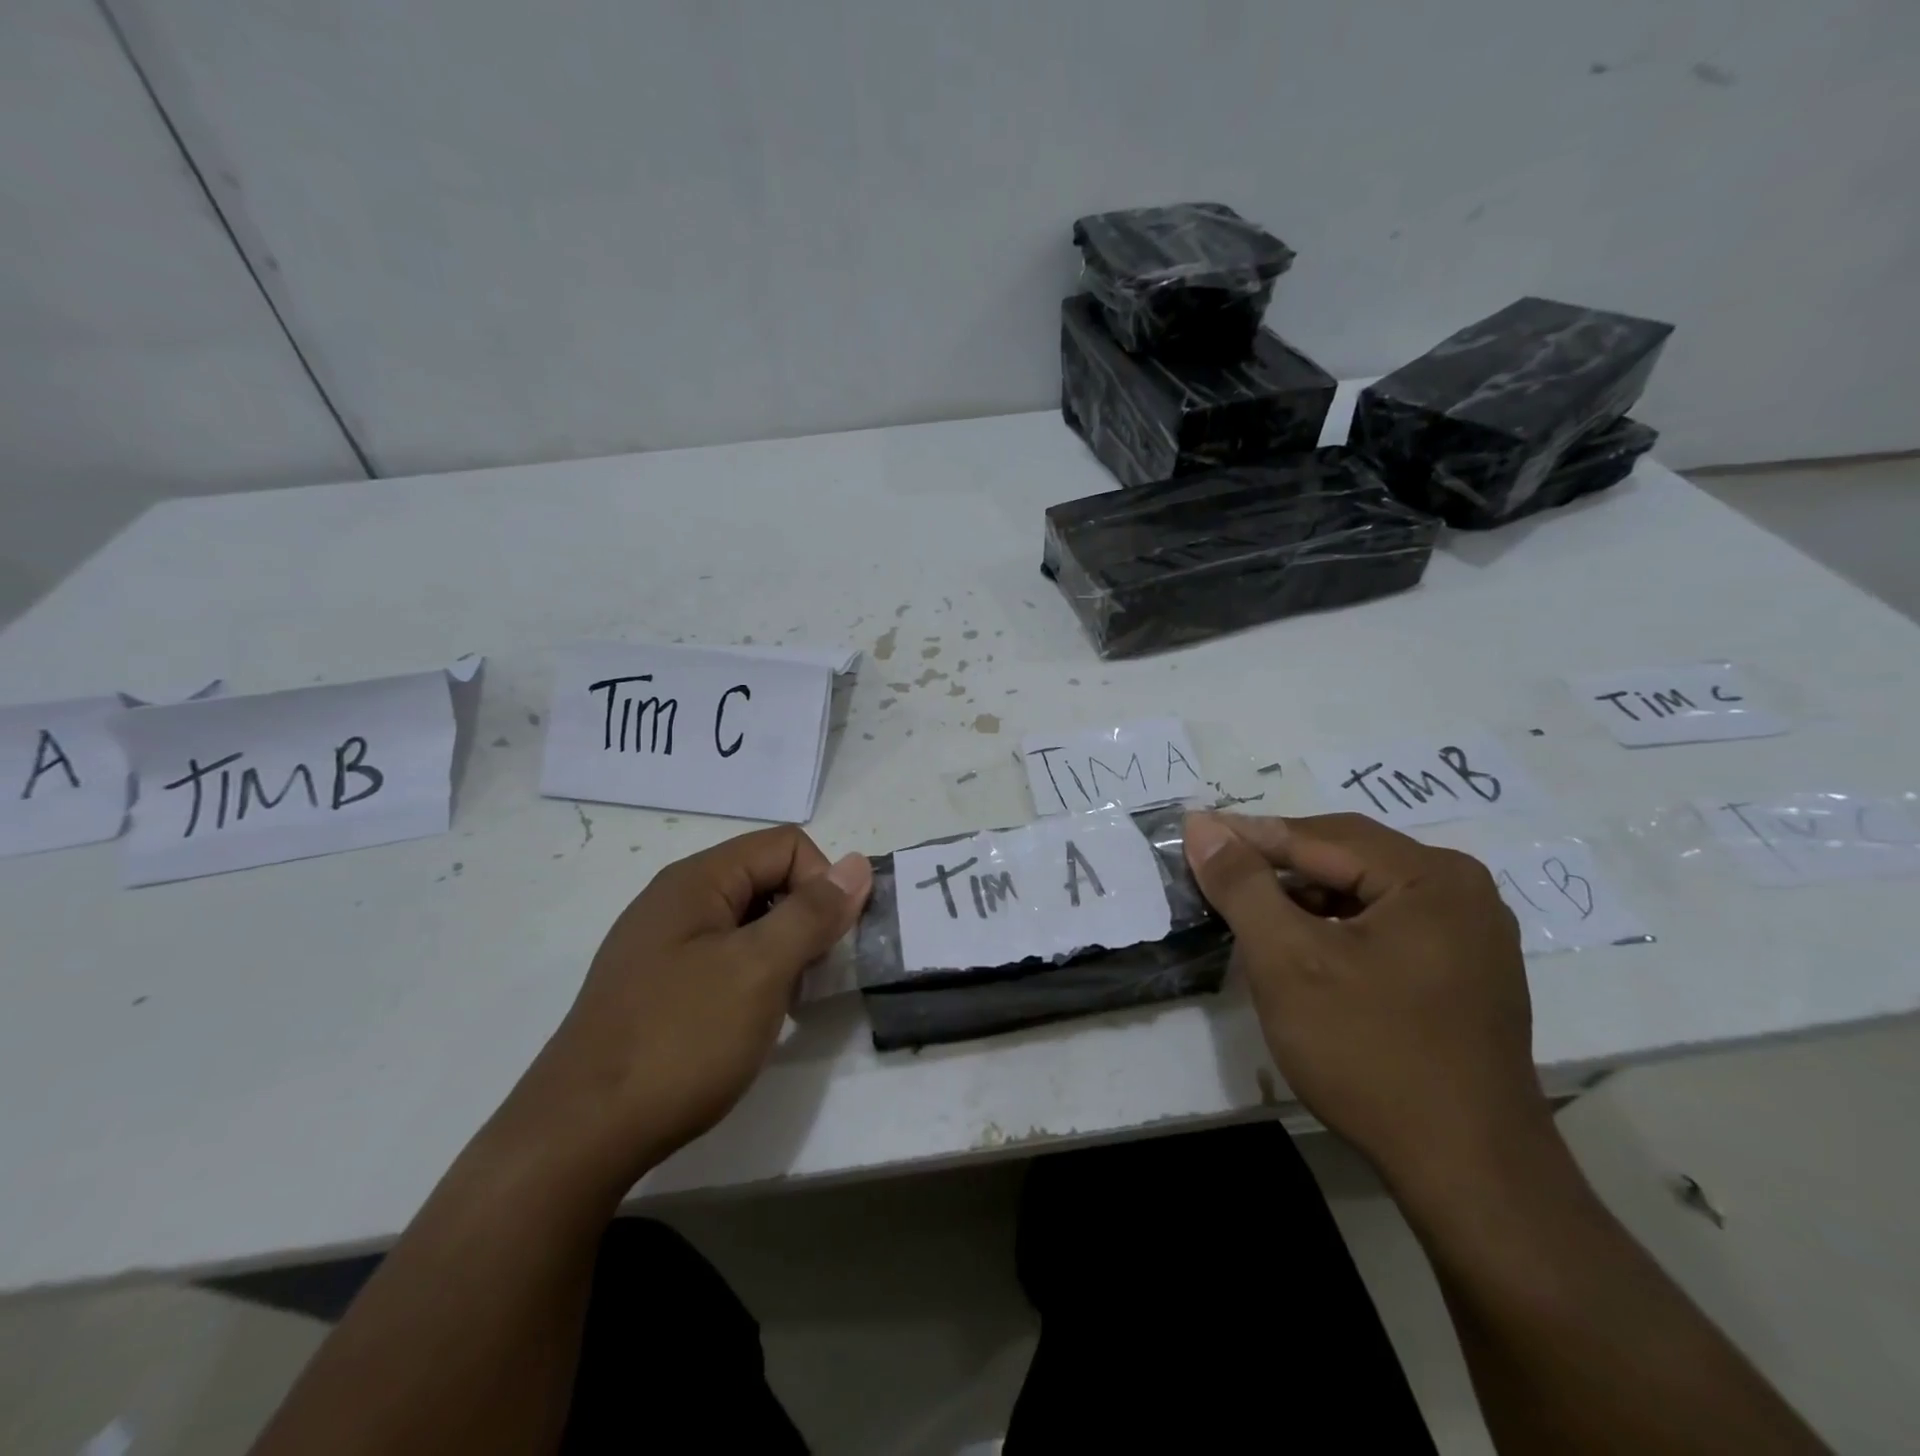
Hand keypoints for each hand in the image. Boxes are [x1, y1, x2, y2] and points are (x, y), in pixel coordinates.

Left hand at [497, 826, 871, 1194]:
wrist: (578, 1137)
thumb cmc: (679, 1040)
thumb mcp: (759, 970)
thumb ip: (812, 912)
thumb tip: (858, 864)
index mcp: (697, 880)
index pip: (787, 845)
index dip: (821, 884)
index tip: (827, 943)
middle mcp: (677, 900)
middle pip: (767, 879)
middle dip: (804, 920)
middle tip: (808, 979)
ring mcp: (662, 944)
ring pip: (749, 922)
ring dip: (781, 954)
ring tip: (781, 1006)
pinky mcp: (657, 985)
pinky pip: (723, 958)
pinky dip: (752, 978)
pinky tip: (747, 1022)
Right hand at [1183, 811, 1550, 1191]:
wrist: (1467, 1174)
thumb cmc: (1370, 1053)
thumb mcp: (1287, 960)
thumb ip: (1242, 884)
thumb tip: (1202, 825)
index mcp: (1432, 876)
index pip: (1320, 836)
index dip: (1249, 836)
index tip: (1194, 834)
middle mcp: (1462, 892)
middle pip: (1346, 858)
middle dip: (1277, 865)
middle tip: (1216, 872)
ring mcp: (1470, 935)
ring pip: (1362, 893)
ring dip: (1302, 898)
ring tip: (1249, 911)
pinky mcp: (1463, 973)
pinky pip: (1383, 925)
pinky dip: (1333, 928)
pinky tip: (1299, 948)